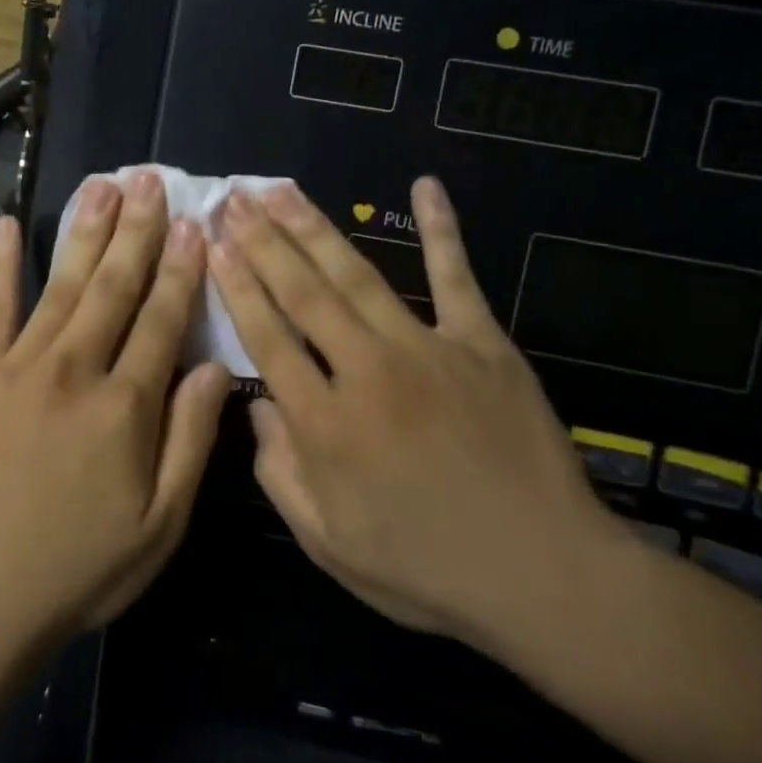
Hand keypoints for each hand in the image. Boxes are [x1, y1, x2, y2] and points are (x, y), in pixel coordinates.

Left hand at [0, 172, 231, 652]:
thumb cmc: (79, 569)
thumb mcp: (160, 525)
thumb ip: (191, 441)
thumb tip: (215, 369)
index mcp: (125, 407)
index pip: (162, 320)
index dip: (182, 270)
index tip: (196, 224)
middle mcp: (74, 370)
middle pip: (114, 286)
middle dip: (137, 230)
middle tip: (151, 179)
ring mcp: (21, 367)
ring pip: (63, 285)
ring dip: (86, 231)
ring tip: (104, 185)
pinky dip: (1, 266)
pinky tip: (7, 226)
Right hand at [209, 176, 625, 654]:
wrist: (547, 577)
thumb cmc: (428, 570)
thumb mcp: (330, 547)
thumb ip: (281, 475)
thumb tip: (258, 406)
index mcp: (326, 425)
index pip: (267, 339)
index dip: (237, 287)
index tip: (214, 245)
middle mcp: (367, 373)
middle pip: (303, 294)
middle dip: (263, 241)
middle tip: (236, 198)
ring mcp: (427, 350)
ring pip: (357, 276)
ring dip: (315, 228)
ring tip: (282, 190)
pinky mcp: (483, 344)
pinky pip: (456, 276)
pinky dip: (442, 229)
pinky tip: (425, 185)